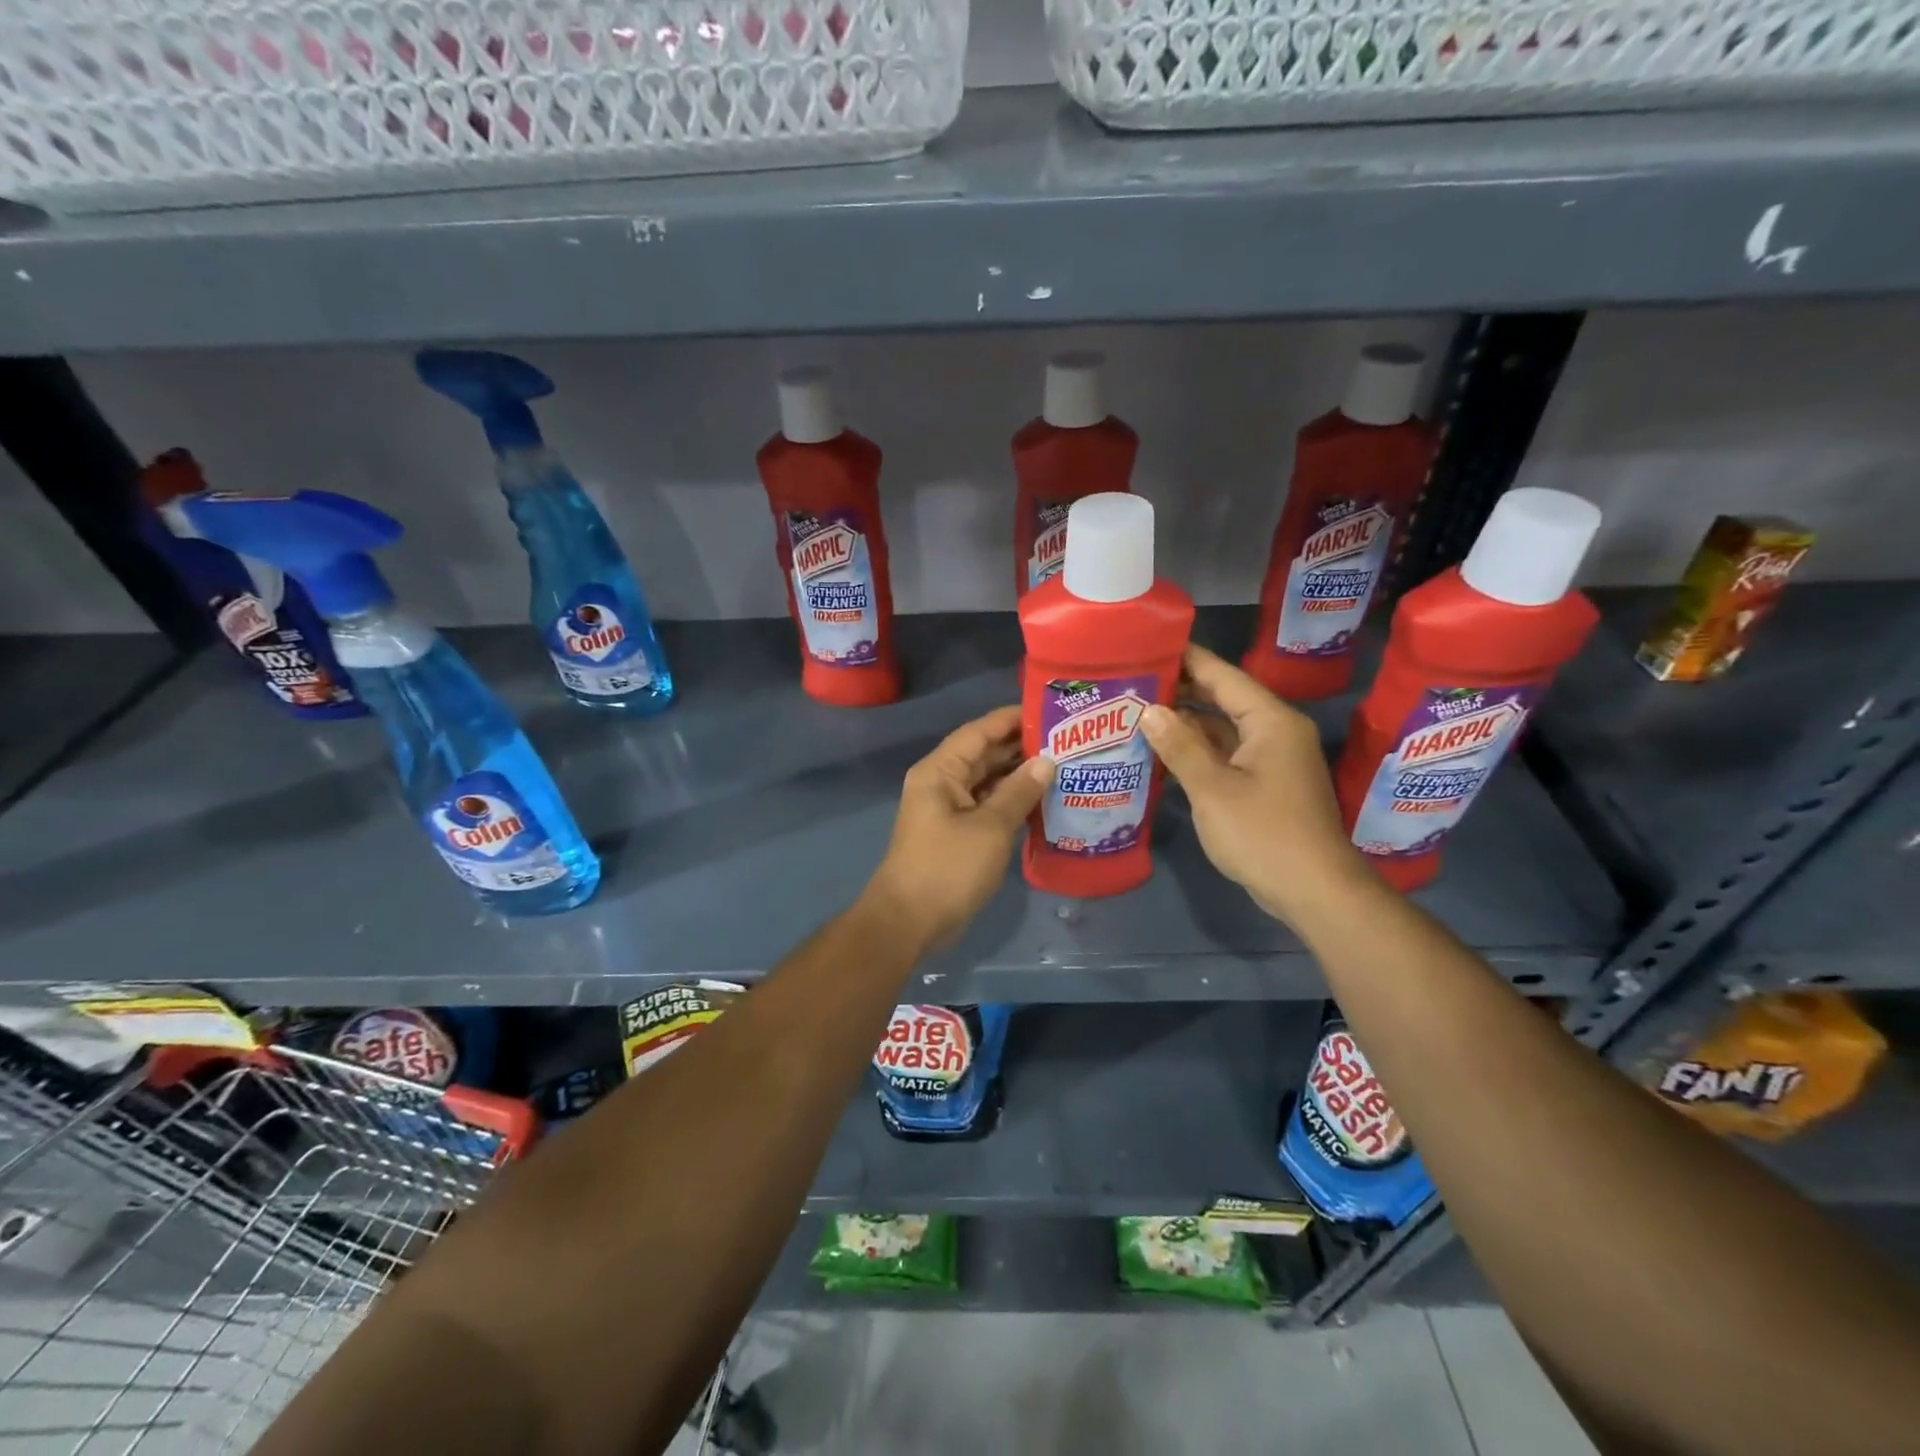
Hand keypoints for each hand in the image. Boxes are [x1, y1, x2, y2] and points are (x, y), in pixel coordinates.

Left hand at [866, 706, 1053, 950]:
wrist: (909, 921)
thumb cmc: (947, 867)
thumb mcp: (990, 827)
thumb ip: (1019, 791)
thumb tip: (1047, 761)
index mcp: (940, 771)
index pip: (979, 732)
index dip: (1012, 719)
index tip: (1049, 710)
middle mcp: (942, 783)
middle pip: (984, 754)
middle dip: (1021, 747)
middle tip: (1067, 740)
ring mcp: (949, 809)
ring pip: (988, 782)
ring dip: (1020, 776)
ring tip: (1064, 765)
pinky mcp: (957, 833)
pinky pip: (988, 806)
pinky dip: (1012, 802)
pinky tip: (1044, 801)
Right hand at [1140, 645, 1375, 925]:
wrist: (1313, 891)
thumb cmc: (1263, 833)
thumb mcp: (1212, 788)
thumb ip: (1179, 746)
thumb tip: (1149, 710)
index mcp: (1271, 721)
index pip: (1224, 676)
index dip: (1188, 659)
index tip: (1150, 645)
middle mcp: (1275, 732)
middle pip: (1224, 699)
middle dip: (1181, 691)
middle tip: (1133, 681)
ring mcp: (1272, 760)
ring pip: (1223, 730)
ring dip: (1186, 724)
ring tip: (1138, 712)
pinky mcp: (1266, 786)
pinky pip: (1227, 755)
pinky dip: (1198, 751)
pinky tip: (1163, 752)